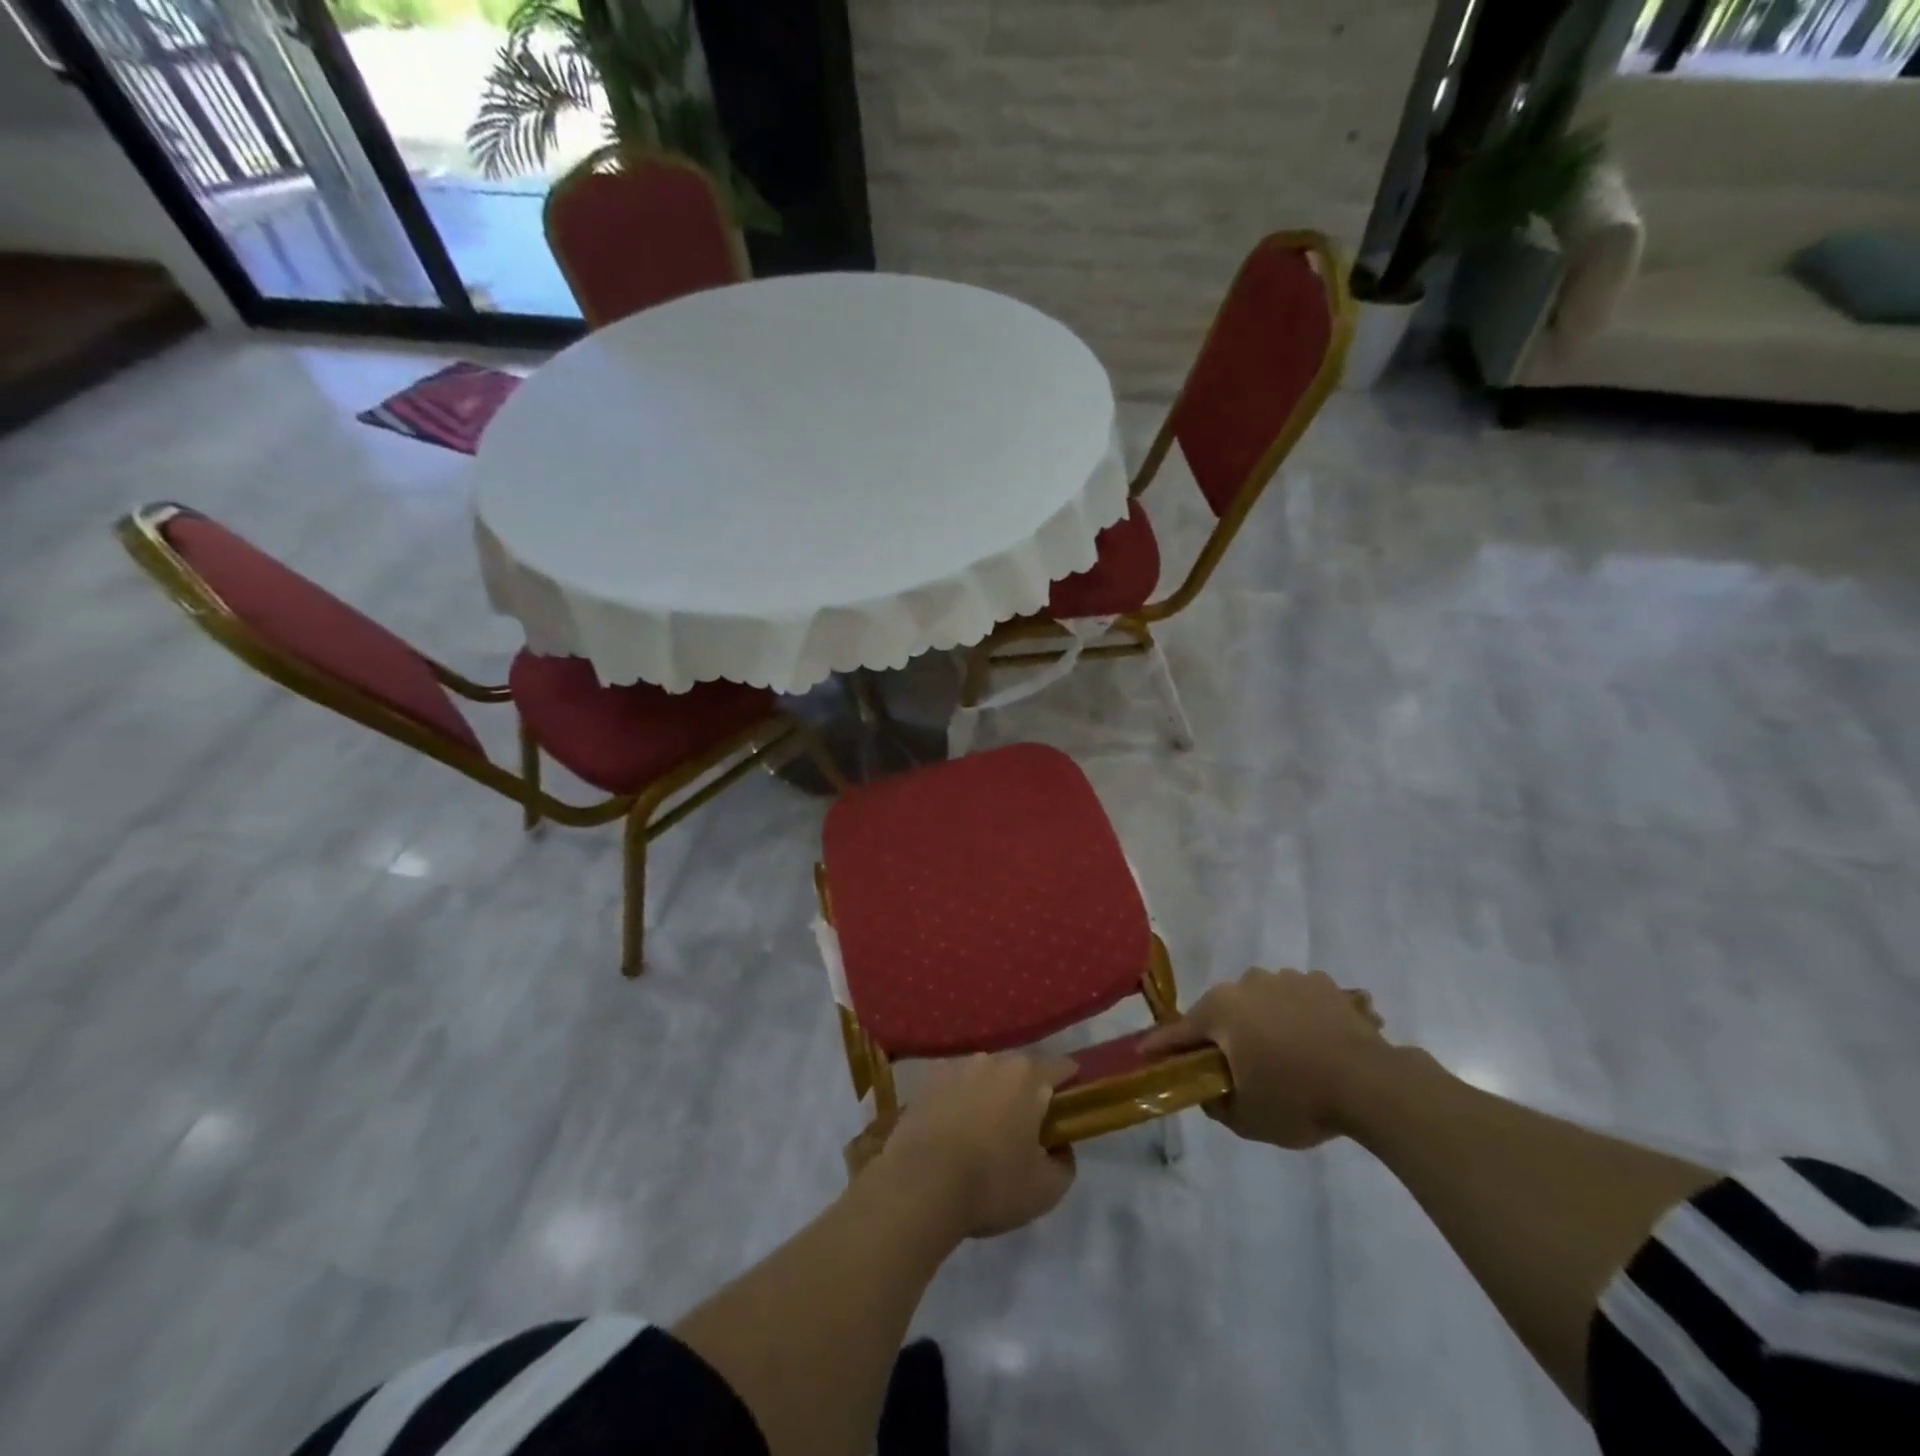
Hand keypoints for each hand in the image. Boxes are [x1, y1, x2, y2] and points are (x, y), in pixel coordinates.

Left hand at [872, 1054, 1077, 1238]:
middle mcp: (993, 1060)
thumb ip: (1065, 1162)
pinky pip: (954, 1086)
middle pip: (1020, 1072)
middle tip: (1024, 1130)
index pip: (1062, 1068)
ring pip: (985, 1077)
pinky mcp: (927, 1079)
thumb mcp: (1047, 1189)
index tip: (1069, 1108)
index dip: (1071, 1085)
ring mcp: (957, 1065)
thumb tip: (1059, 1145)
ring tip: (983, 1133)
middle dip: (1026, 1095)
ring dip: (990, 1096)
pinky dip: (958, 1101)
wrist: (920, 1183)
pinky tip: (952, 1131)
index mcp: (1028, 1077)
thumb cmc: (992, 1184)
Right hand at [1140, 968, 1388, 1148]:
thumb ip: (1216, 1103)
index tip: (1145, 1054)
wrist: (1372, 1084)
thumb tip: (1209, 1090)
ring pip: (1263, 1002)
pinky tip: (1316, 1043)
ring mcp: (1288, 979)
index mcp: (1221, 1009)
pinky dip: (1300, 1017)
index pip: (1180, 1031)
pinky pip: (1300, 1000)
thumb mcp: (1246, 1118)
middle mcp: (1248, 983)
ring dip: (1265, 1023)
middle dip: (1225, 1035)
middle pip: (1224, 1011)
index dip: (1162, 1047)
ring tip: (1287, 1057)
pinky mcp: (1324, 985)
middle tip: (1238, 1067)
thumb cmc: (1297, 1099)